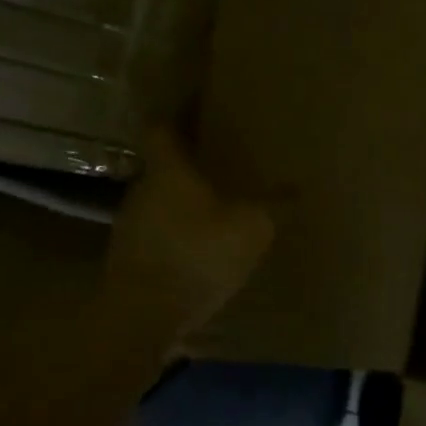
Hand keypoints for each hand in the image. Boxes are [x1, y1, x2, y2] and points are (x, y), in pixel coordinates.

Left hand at [98, 127, 274, 342]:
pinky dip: (177, 232)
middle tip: (220, 160)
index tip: (198, 106)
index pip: (164, 127)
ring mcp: (130, 226)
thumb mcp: (252, 228)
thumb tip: (296, 188)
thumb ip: (274, 205)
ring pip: (160, 200)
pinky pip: (158, 233)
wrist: (141, 318)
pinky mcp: (129, 259)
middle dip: (189, 162)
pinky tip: (200, 248)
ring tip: (214, 205)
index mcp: (169, 171)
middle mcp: (143, 191)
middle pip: (163, 165)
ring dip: (182, 201)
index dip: (179, 114)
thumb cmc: (196, 256)